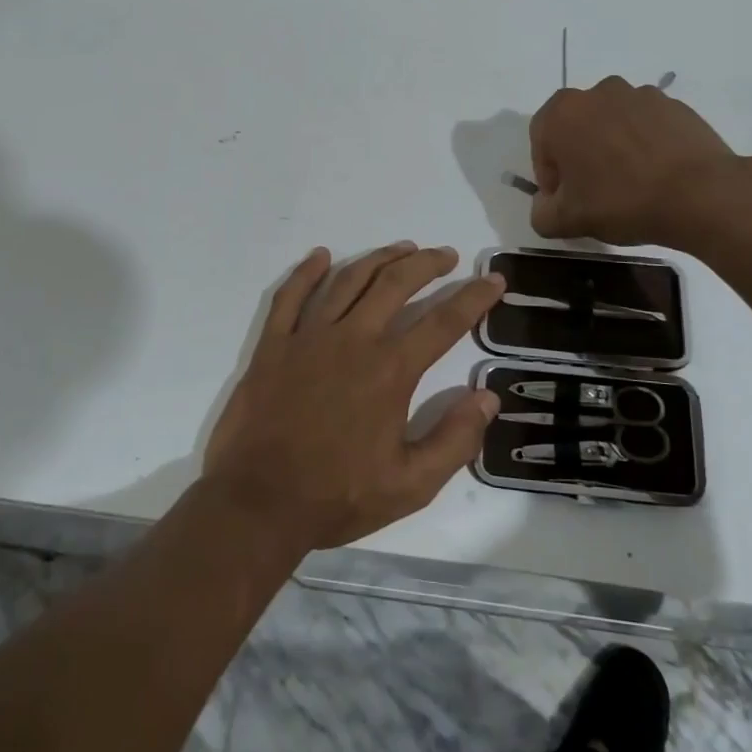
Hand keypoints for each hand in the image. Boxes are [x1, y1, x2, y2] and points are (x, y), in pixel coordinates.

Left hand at [201, 243, 506, 550]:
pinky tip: (321, 255)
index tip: (493, 279)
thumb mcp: (411, 485)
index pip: (443, 322)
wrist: (259, 503)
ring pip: (348, 280)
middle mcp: (353, 340)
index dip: (473, 298)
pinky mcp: (273, 345)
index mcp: (390, 371)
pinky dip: (306, 271)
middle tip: (446, 255)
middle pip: (395, 285)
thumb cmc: (338, 496)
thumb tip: (487, 397)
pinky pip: (290, 296)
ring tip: (402, 248)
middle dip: (426, 264)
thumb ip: (455, 440)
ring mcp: (308, 337)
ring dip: (379, 258)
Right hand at [529, 76, 741, 245]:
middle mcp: (598, 93)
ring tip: (629, 183)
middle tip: (593, 191)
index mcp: (563, 113)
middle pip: (577, 126)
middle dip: (579, 155)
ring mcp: (640, 95)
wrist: (700, 194)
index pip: (540, 140)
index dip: (548, 173)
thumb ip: (541, 214)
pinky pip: (646, 124)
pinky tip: (656, 174)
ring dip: (612, 146)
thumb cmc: (621, 201)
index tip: (564, 199)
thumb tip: (546, 206)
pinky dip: (644, 144)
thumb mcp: (566, 221)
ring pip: (612, 122)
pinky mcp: (674, 105)